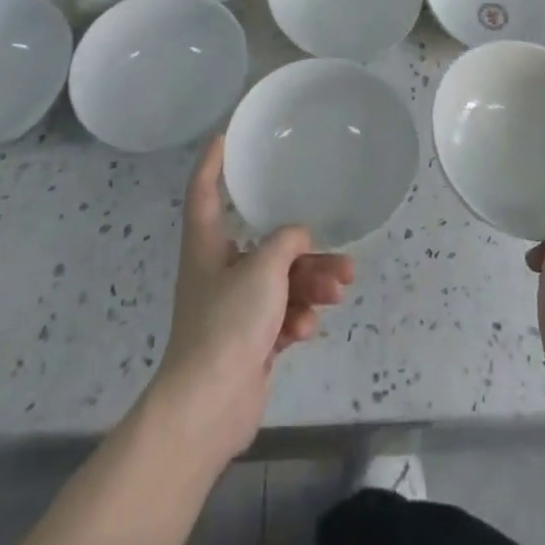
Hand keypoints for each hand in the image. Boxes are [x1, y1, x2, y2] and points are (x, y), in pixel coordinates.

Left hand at [147, 135, 353, 464]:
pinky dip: (296, 318)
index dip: (212, 163)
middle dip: (304, 251)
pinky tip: (306, 329)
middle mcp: (219, 271)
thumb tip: (298, 236)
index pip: (204, 192)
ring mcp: (235, 308)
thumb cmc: (227, 323)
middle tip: (339, 256)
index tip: (224, 137)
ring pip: (281, 282)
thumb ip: (286, 243)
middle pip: (265, 246)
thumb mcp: (262, 269)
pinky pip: (281, 315)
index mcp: (206, 245)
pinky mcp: (250, 341)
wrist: (208, 408)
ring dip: (311, 285)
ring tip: (340, 289)